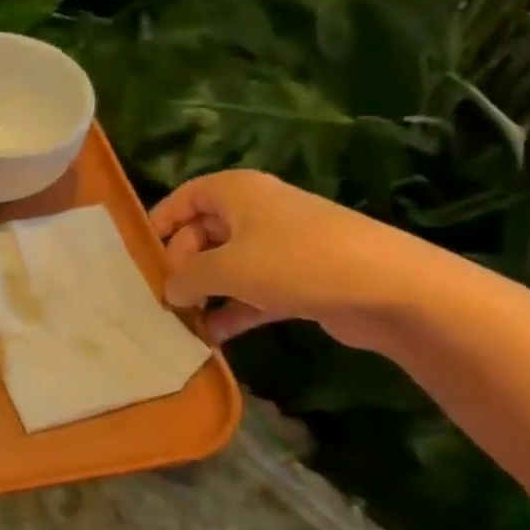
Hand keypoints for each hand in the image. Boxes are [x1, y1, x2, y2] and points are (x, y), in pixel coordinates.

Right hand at [150, 170, 451, 347]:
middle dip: (180, 267)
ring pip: (226, 265)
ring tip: (181, 323)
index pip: (181, 200)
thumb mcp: (226, 268)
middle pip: (201, 234)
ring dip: (204, 293)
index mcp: (234, 191)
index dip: (157, 227)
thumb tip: (169, 289)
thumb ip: (185, 277)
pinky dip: (233, 309)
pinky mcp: (300, 278)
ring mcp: (280, 245)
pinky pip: (252, 290)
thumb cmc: (295, 262)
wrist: (393, 289)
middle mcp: (255, 211)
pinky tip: (213, 337)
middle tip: (162, 300)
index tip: (136, 260)